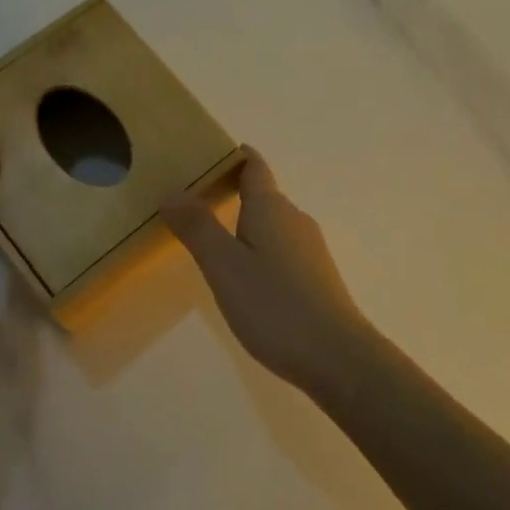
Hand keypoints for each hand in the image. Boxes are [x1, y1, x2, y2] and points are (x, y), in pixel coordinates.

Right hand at [161, 149, 374, 398]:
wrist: (337, 356)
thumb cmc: (274, 305)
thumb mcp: (225, 266)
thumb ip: (198, 228)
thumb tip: (172, 190)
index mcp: (272, 207)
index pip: (254, 166)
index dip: (233, 156)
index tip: (206, 154)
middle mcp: (295, 218)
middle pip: (262, 193)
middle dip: (231, 191)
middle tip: (192, 202)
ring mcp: (310, 248)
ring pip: (272, 223)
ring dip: (244, 223)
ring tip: (211, 239)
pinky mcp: (316, 275)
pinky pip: (281, 247)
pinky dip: (259, 248)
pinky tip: (245, 275)